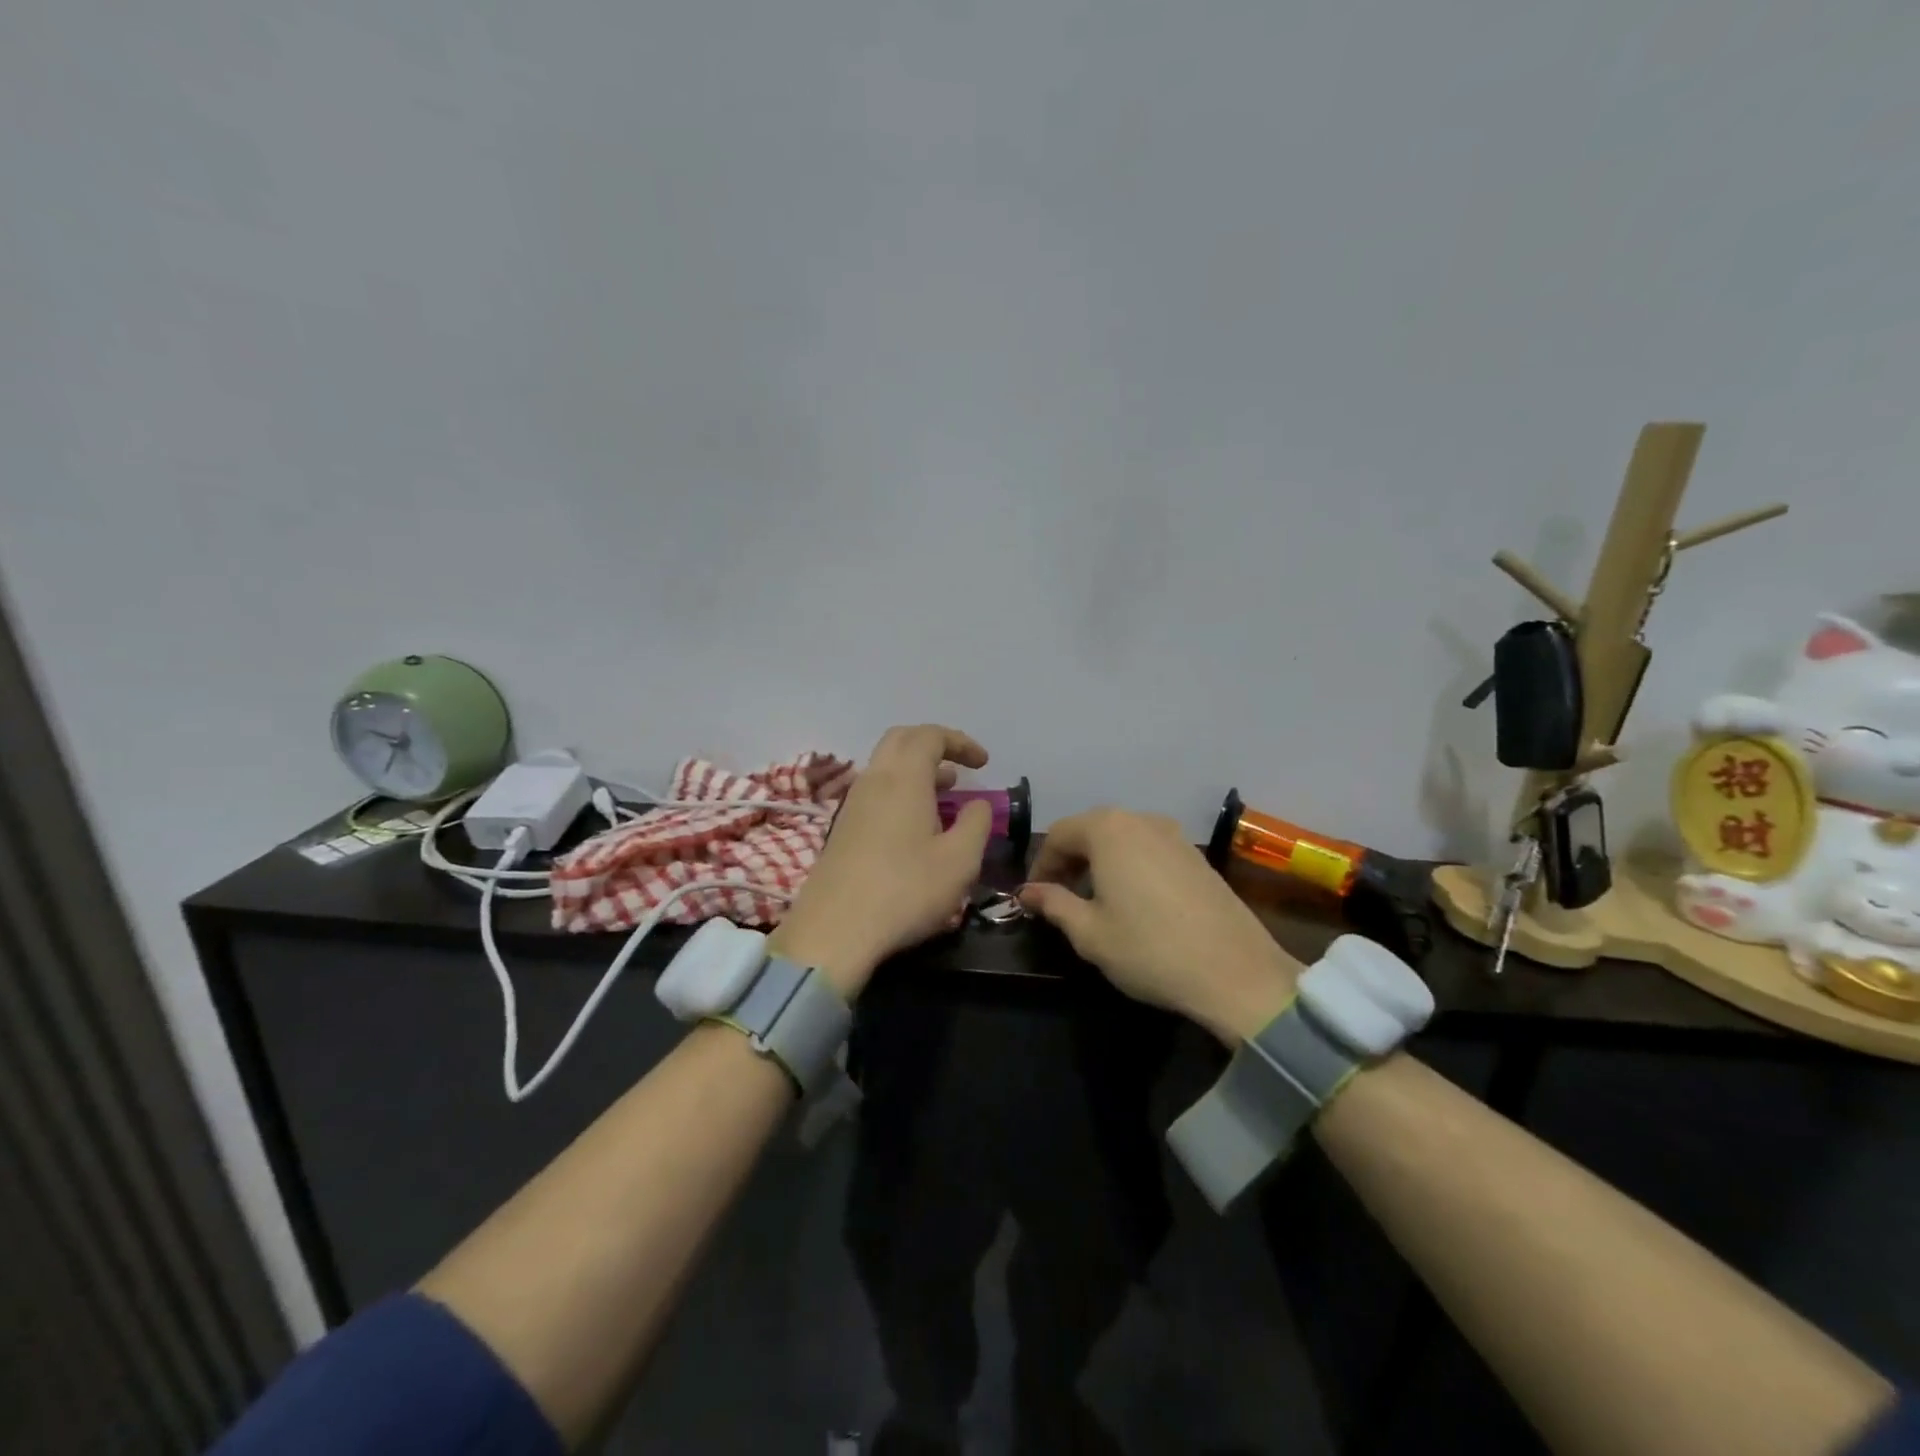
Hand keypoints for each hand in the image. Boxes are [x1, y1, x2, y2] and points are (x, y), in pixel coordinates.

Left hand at [770, 725, 994, 998]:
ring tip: (945, 793)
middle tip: (960, 767)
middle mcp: (874, 781)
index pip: (930, 735)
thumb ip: (976, 823)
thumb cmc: (906, 891)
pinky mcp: (841, 829)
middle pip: (901, 740)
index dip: (960, 742)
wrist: (834, 931)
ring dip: (917, 770)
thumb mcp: (960, 861)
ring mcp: (852, 804)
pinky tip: (916, 825)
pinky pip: (875, 791)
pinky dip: (900, 791)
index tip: (984, 763)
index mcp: (904, 779)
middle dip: (934, 745)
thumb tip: (978, 803)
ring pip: (885, 767)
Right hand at [1017, 808, 1301, 1042]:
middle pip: (1091, 829)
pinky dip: (1130, 865)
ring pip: (1122, 838)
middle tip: (1059, 896)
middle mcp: (1141, 820)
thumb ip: (1053, 904)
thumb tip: (1027, 891)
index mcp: (1109, 830)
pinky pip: (1149, 849)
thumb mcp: (1089, 932)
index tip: (1033, 896)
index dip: (1041, 864)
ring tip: (1094, 899)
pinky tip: (1133, 900)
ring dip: (1100, 861)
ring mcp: (1175, 834)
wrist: (1235, 972)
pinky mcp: (1197, 855)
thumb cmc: (1149, 949)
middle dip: (1070, 860)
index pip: (1059, 834)